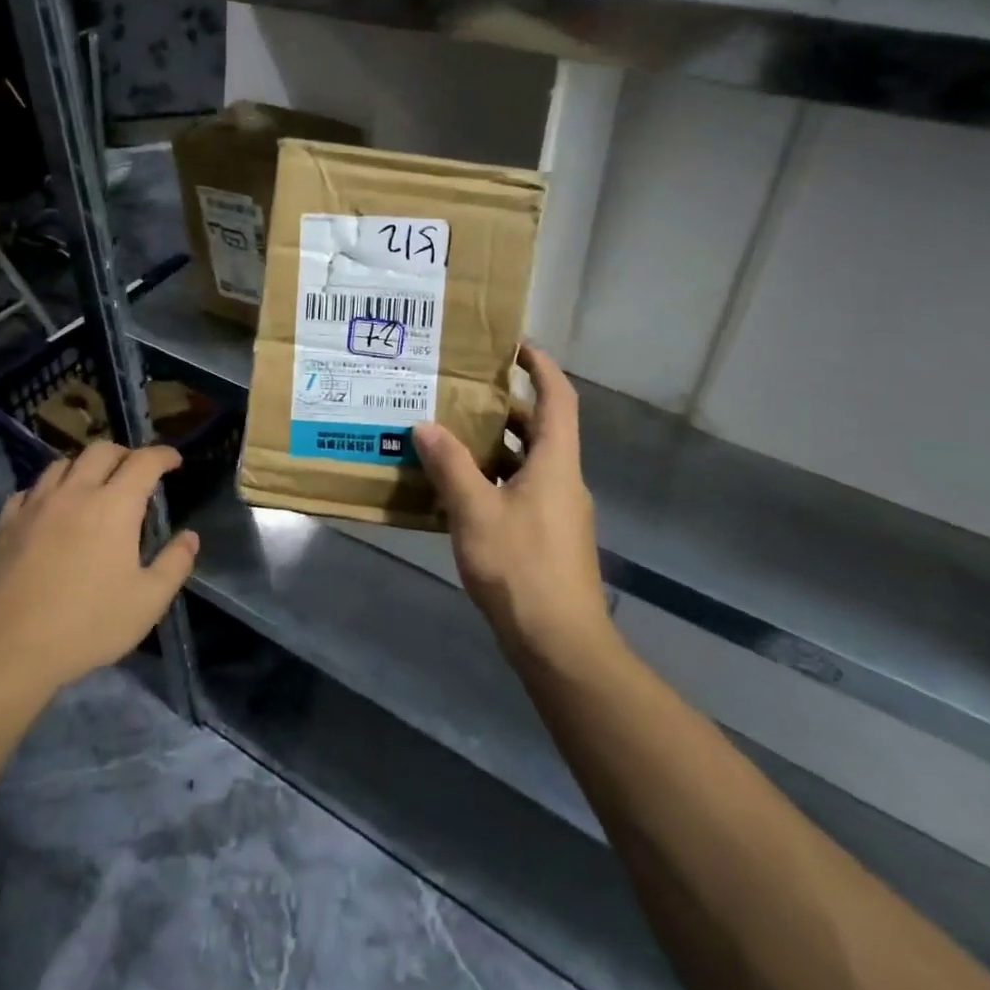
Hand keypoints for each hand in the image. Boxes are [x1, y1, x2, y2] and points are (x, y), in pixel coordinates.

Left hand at [0, 442, 198, 697]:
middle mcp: (75, 493)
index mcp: (115, 506)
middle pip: (101, 451)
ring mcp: (35, 505)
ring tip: (93, 485)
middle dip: (125, 454)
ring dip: (85, 466)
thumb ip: (174, 564)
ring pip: (62, 464)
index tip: (174, 461)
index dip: (163, 455)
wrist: (6, 649)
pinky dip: (49, 489)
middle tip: (136, 471)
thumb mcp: (147, 602)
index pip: (144, 462)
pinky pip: (30, 490)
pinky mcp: (6, 523)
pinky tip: (51, 508)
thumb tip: (190, 537)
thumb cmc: (86, 625)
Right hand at [413, 346, 612, 668]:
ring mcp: (558, 512)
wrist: (559, 644)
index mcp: (555, 463)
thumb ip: (450, 466)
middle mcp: (563, 480)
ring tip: (449, 436)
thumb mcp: (475, 511)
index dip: (541, 367)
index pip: (558, 399)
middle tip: (461, 393)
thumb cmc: (521, 567)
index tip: (515, 346)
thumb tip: (426, 425)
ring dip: (494, 447)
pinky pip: (520, 491)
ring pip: (527, 463)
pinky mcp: (548, 538)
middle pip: (540, 429)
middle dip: (505, 408)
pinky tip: (457, 492)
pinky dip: (493, 481)